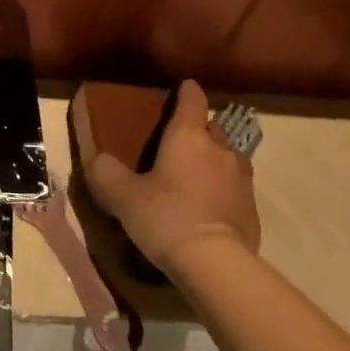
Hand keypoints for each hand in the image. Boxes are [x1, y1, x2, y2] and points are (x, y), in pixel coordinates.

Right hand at [84, 80, 258, 273]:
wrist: (215, 264)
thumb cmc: (166, 218)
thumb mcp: (123, 196)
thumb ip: (106, 173)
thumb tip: (98, 160)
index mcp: (188, 137)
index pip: (192, 100)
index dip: (187, 91)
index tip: (184, 86)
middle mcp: (219, 148)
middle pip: (212, 127)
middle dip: (199, 129)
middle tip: (179, 144)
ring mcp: (241, 177)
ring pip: (228, 156)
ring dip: (214, 159)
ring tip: (195, 175)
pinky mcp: (252, 206)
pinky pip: (236, 185)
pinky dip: (223, 187)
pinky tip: (209, 205)